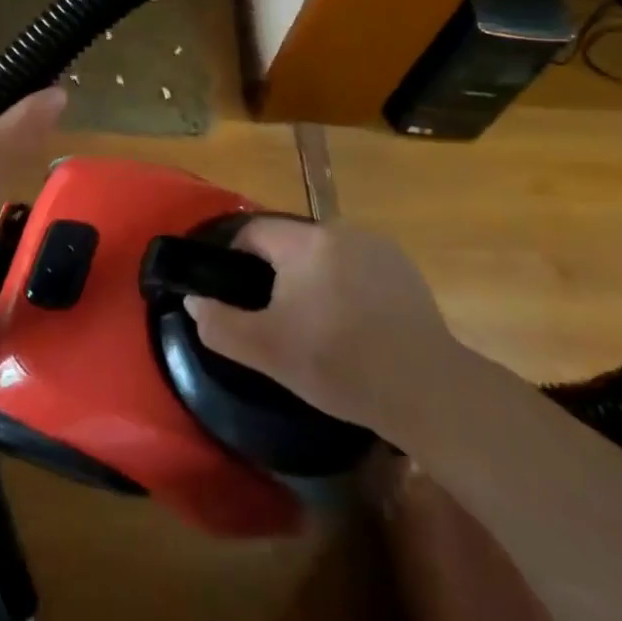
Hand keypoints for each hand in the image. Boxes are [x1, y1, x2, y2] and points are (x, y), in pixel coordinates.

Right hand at [185, 216, 456, 430]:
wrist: (428, 389)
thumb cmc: (340, 365)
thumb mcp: (267, 351)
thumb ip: (220, 323)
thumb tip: (194, 301)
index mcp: (306, 242)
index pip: (254, 231)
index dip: (236, 260)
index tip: (238, 298)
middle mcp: (341, 231)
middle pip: (291, 244)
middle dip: (277, 274)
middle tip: (277, 320)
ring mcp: (378, 248)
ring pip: (325, 256)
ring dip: (313, 280)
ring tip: (318, 326)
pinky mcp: (404, 270)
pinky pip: (357, 267)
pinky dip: (346, 287)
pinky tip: (355, 327)